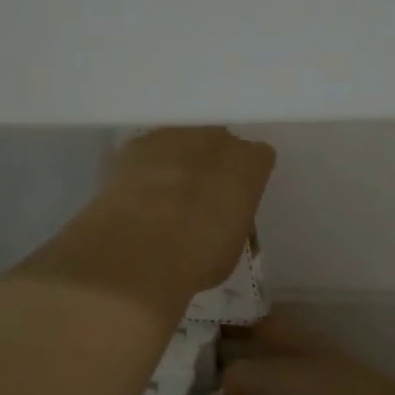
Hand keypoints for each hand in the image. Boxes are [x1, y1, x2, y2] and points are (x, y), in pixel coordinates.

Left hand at [95, 127, 275, 296]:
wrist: (138, 251)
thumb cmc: (197, 258)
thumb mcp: (232, 245)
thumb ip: (232, 216)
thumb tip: (220, 215)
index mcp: (249, 164)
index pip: (258, 159)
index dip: (245, 179)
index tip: (235, 199)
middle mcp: (216, 139)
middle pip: (219, 144)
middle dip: (211, 165)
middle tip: (198, 198)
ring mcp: (173, 136)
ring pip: (181, 144)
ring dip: (177, 163)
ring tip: (162, 198)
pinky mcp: (136, 144)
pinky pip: (148, 152)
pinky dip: (145, 168)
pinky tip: (136, 196)